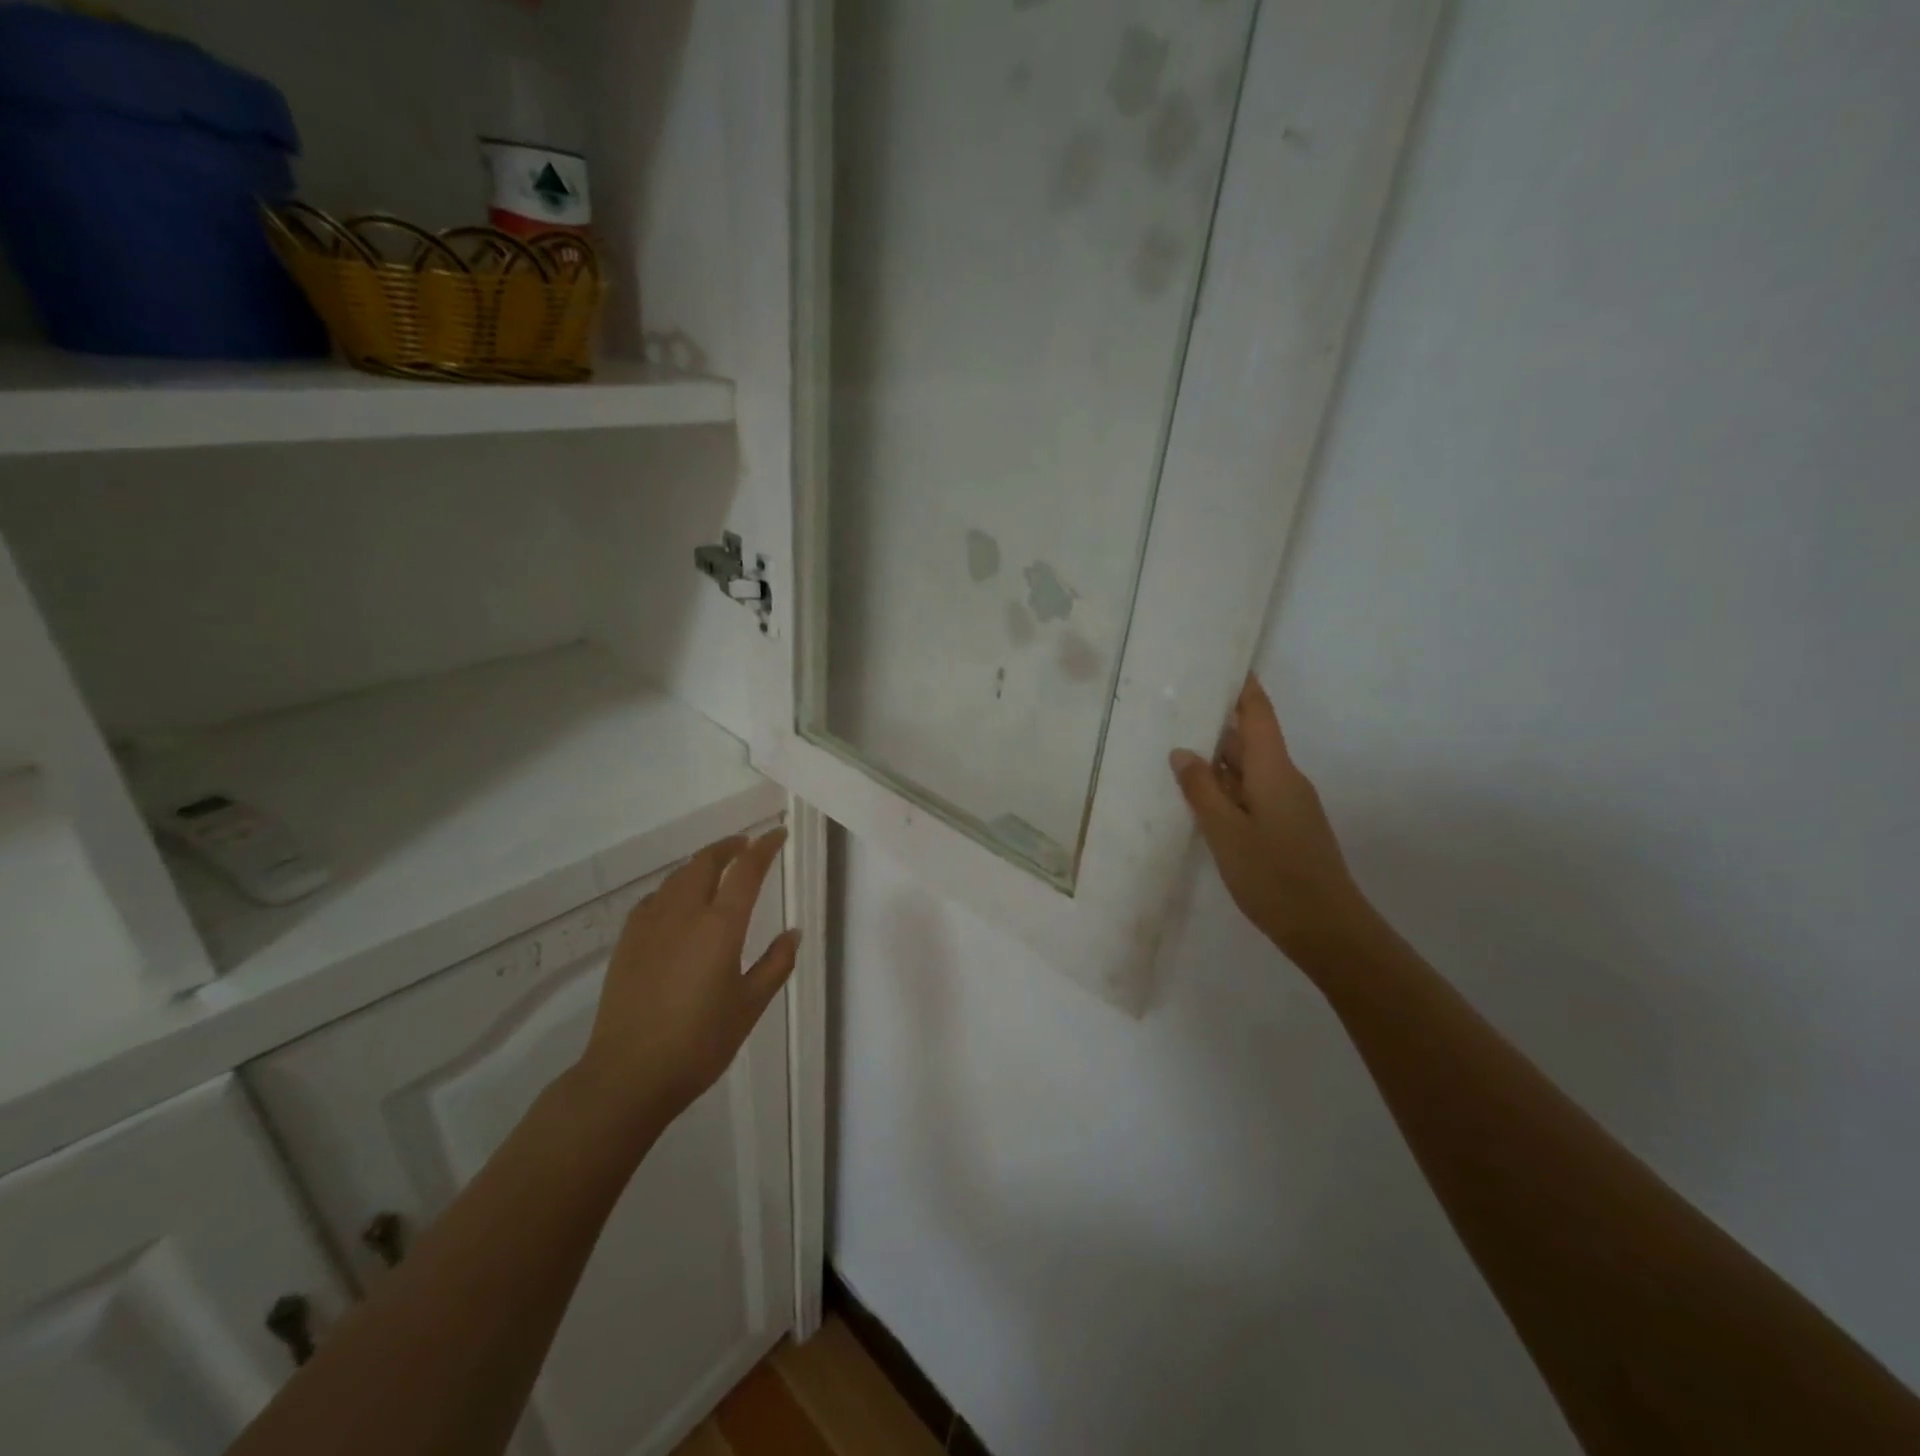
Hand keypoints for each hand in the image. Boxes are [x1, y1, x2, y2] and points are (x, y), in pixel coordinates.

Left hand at [572, 830, 800, 1136]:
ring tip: (715, 868)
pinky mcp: (627, 942)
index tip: (777, 834)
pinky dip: (673, 888)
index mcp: (720, 926)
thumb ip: (775, 964)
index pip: (746, 871)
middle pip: (705, 862)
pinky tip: (676, 903)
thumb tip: (793, 932)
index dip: (764, 847)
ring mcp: (650, 925)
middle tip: (745, 845)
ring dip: (700, 864)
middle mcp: (684, 914)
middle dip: (728, 846)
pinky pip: (654, 898)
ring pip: (677, 876)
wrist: (628, 1074)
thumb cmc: (699, 1043)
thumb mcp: (750, 1006)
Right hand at [1171, 676, 1374, 965]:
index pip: (1259, 715)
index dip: (1243, 688)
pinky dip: (1227, 789)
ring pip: (1250, 770)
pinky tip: (1201, 801)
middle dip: (1218, 724)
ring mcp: (1289, 805)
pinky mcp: (1288, 828)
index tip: (1223, 664)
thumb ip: (1202, 789)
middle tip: (1177, 711)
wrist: (1327, 929)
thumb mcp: (1225, 832)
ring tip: (1177, 752)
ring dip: (1219, 760)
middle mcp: (1286, 779)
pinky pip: (1253, 794)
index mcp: (1275, 771)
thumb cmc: (1273, 875)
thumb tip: (1183, 752)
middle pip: (1252, 740)